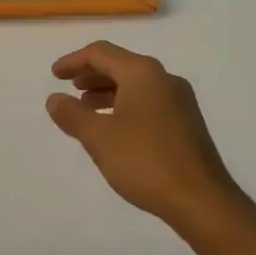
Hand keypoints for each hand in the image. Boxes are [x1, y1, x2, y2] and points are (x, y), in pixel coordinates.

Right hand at [46, 41, 242, 237]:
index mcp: (143, 73)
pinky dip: (124, 105)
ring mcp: (179, 101)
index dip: (73, 61)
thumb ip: (72, 115)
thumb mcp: (99, 137)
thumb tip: (54, 99)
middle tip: (68, 87)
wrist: (202, 201)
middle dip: (91, 74)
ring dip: (107, 91)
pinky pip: (148, 101)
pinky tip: (113, 128)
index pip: (101, 53)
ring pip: (135, 84)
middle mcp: (164, 79)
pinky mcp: (186, 123)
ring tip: (85, 108)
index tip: (54, 75)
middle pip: (120, 65)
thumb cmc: (145, 161)